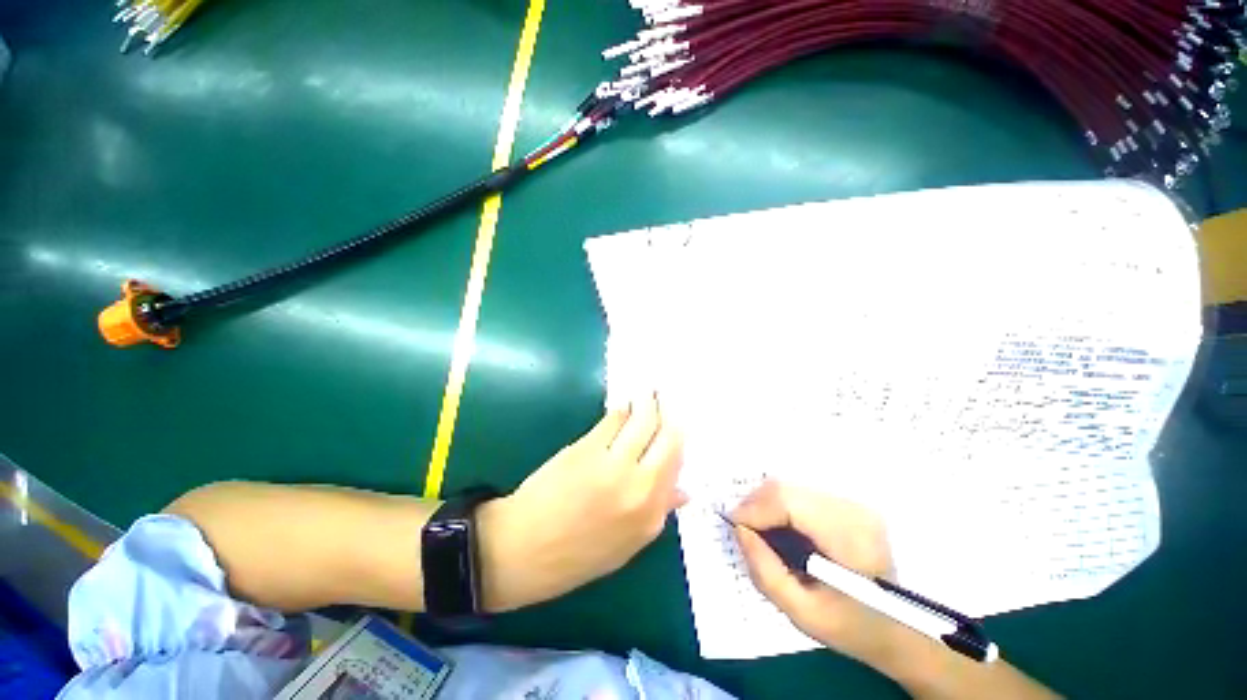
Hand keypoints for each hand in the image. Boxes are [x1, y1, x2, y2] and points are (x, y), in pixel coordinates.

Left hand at [477, 395, 684, 611]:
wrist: (522, 550)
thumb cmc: (575, 554)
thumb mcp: (626, 545)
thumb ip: (658, 512)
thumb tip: (683, 490)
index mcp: (651, 515)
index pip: (677, 463)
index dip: (678, 438)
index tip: (675, 425)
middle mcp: (639, 486)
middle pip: (667, 436)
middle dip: (668, 414)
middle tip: (665, 401)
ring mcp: (613, 465)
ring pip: (643, 420)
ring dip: (647, 403)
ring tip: (647, 393)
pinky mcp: (587, 448)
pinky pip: (614, 419)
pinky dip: (622, 410)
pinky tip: (623, 406)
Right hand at [731, 481, 907, 670]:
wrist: (906, 628)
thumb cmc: (855, 628)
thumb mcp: (804, 614)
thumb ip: (765, 572)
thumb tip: (740, 530)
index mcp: (848, 537)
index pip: (787, 501)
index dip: (754, 509)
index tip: (736, 528)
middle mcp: (852, 509)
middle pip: (786, 488)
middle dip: (756, 505)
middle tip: (745, 530)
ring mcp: (852, 502)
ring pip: (791, 486)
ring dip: (767, 504)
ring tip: (760, 530)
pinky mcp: (848, 503)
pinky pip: (801, 493)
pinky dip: (781, 505)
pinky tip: (780, 526)